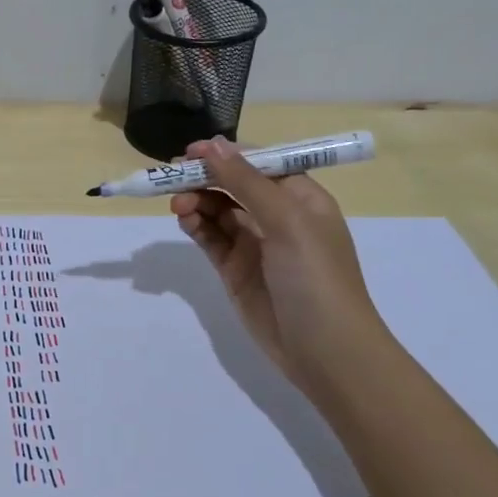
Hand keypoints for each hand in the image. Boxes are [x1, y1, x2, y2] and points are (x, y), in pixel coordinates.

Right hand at [169, 136, 394, 396]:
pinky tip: (184, 220)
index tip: (191, 152)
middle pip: (233, 185)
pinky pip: (211, 239)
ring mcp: (255, 244)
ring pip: (218, 211)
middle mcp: (278, 216)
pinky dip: (196, 226)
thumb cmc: (315, 277)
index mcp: (301, 198)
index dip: (226, 154)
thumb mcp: (286, 221)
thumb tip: (211, 144)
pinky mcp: (235, 270)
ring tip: (178, 205)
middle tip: (172, 179)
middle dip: (205, 178)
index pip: (260, 163)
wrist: (325, 351)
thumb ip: (246, 182)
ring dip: (197, 202)